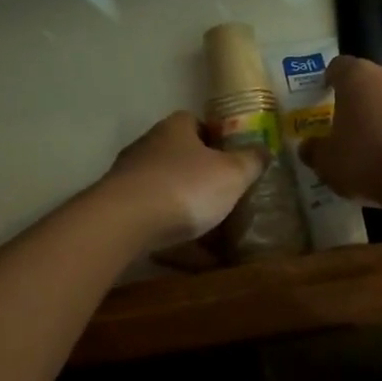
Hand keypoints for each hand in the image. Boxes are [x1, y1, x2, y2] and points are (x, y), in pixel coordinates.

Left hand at [100, 111, 265, 249]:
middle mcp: (149, 144)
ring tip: (208, 234)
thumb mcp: (232, 174)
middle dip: (201, 177)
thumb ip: (251, 161)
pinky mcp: (116, 206)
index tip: (232, 162)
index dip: (217, 141)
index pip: (197, 123)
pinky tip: (185, 257)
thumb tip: (265, 149)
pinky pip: (150, 217)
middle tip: (224, 198)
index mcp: (176, 127)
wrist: (123, 222)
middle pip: (180, 156)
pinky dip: (168, 232)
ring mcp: (128, 176)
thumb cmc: (185, 187)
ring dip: (184, 207)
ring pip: (165, 189)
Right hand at [299, 56, 381, 206]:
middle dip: (365, 101)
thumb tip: (307, 147)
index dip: (331, 79)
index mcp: (358, 77)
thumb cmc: (368, 160)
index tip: (326, 93)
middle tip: (355, 127)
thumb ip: (315, 151)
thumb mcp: (329, 163)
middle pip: (374, 82)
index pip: (339, 66)